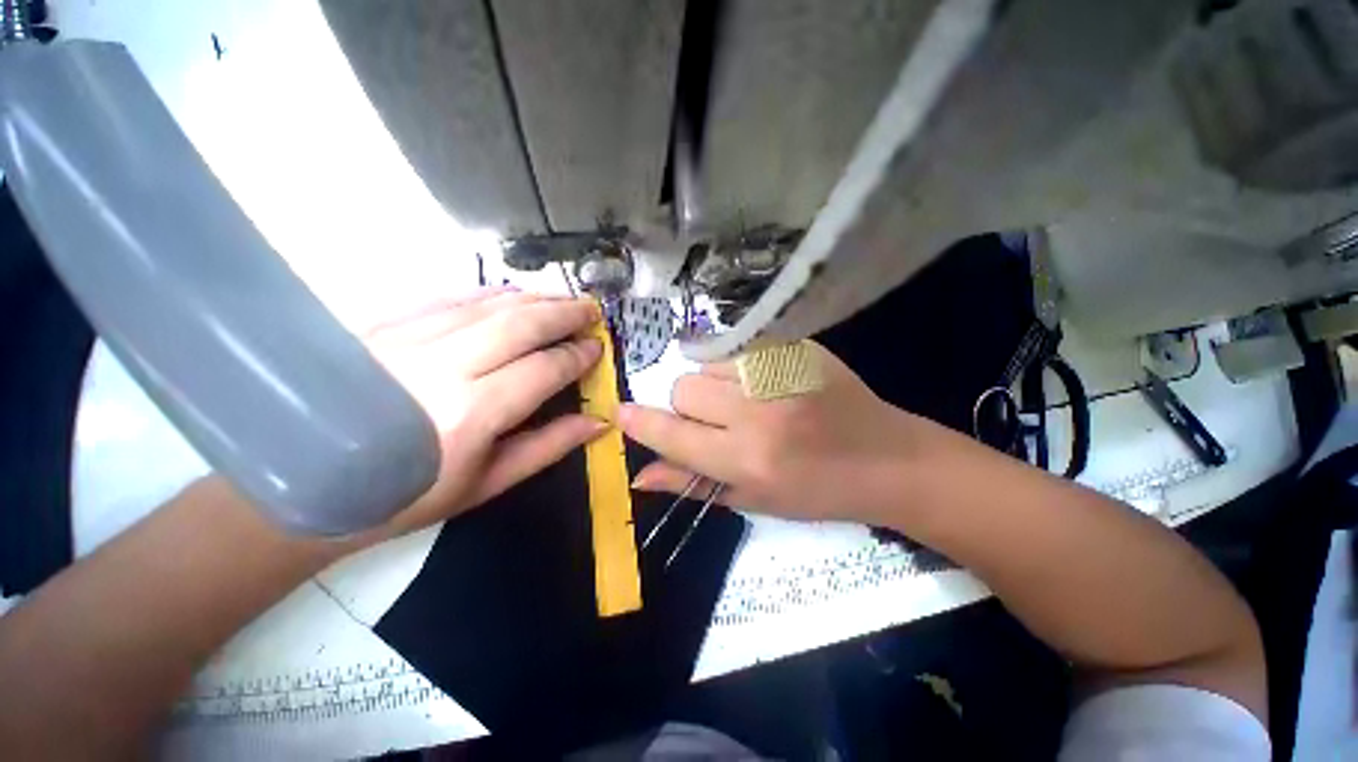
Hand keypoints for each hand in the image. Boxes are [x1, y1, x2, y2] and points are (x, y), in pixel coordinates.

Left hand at [360, 287, 606, 541]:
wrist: (309, 483)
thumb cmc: (409, 495)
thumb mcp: (488, 483)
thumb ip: (549, 446)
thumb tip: (598, 421)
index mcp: (472, 414)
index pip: (543, 369)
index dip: (576, 355)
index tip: (597, 347)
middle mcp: (442, 367)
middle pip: (520, 324)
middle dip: (565, 313)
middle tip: (592, 310)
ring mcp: (408, 339)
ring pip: (487, 305)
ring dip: (534, 298)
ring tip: (562, 299)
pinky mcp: (383, 326)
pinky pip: (450, 299)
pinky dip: (489, 294)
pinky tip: (511, 295)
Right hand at [619, 341, 947, 523]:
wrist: (888, 458)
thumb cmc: (817, 491)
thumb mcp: (753, 500)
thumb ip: (692, 483)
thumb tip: (639, 475)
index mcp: (747, 458)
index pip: (673, 433)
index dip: (640, 423)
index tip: (621, 413)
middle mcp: (757, 411)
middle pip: (684, 388)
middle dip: (690, 407)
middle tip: (720, 421)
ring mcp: (779, 372)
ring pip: (707, 365)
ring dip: (714, 385)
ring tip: (747, 402)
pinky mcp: (796, 348)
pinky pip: (738, 351)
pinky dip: (738, 368)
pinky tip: (767, 384)